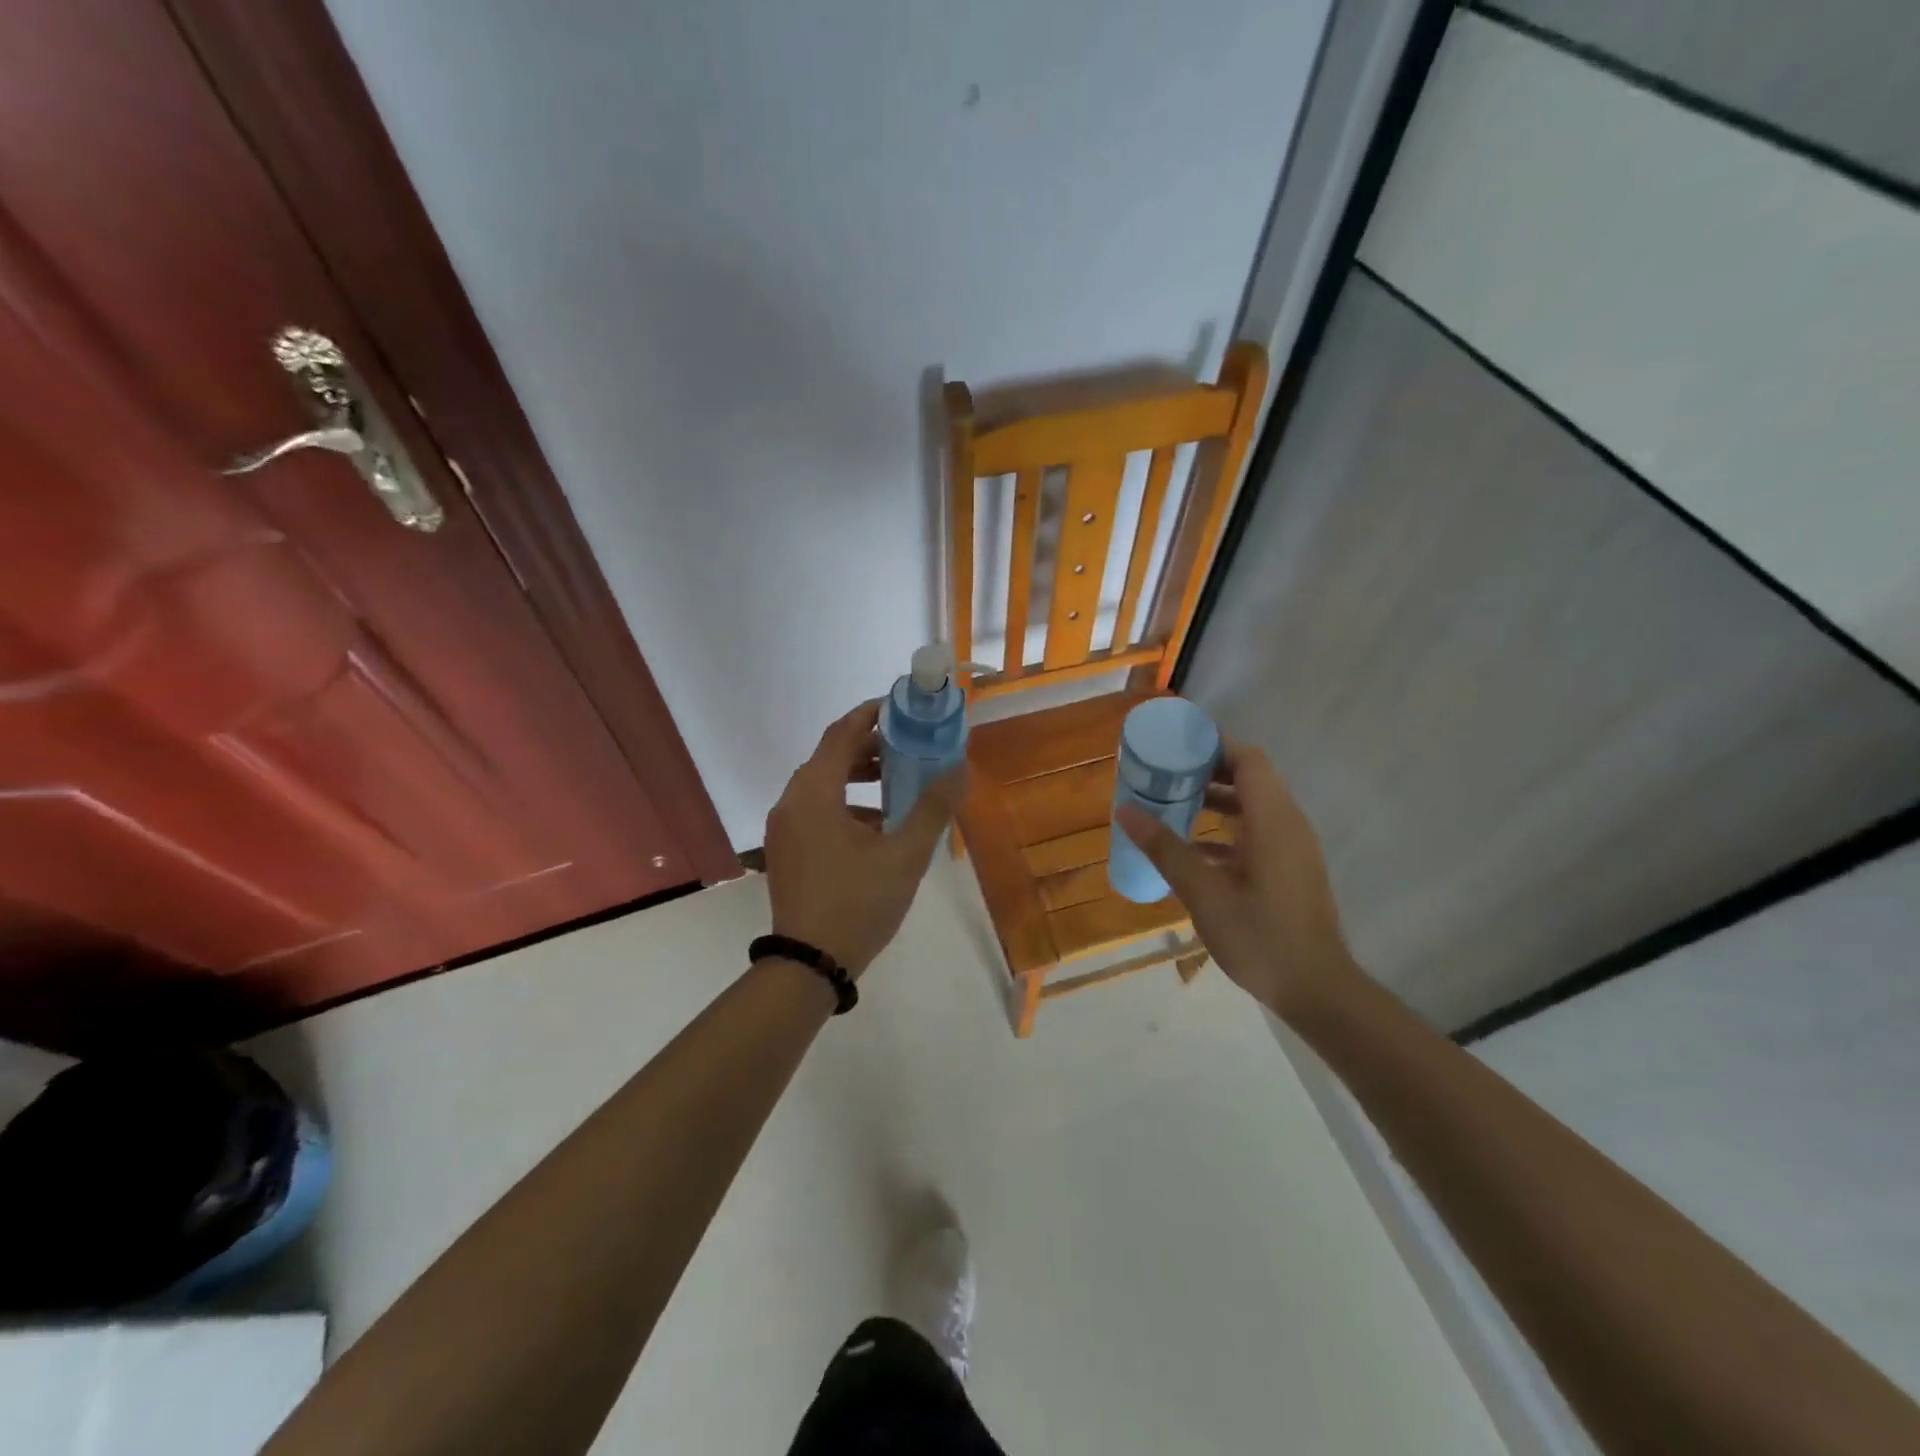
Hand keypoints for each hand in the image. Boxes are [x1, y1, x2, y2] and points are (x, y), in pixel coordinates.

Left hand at [764, 700, 966, 976]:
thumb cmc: (858, 902)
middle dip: (870, 748)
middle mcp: (791, 801)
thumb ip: (933, 807)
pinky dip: (845, 804)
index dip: (871, 714)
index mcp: (814, 792)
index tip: (902, 707)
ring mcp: (783, 828)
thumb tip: (959, 767)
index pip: (842, 733)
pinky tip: (876, 827)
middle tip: (909, 747)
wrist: (809, 964)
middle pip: (830, 757)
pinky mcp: (786, 850)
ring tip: (898, 784)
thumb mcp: (905, 855)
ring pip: (822, 785)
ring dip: (858, 778)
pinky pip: (816, 810)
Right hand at [1118, 740, 1359, 1020]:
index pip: (1247, 758)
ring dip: (1214, 800)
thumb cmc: (1260, 936)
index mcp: (1273, 819)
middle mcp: (1288, 824)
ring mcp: (1292, 848)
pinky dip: (1225, 829)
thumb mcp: (1203, 892)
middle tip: (1163, 771)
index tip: (1175, 742)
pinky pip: (1256, 833)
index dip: (1213, 743)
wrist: (1317, 990)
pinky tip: (1190, 849)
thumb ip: (1165, 848)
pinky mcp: (1289, 870)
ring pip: (1252, 806)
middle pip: (1249, 777)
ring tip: (1170, 803)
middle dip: (1206, 770)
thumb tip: (1125, 810)